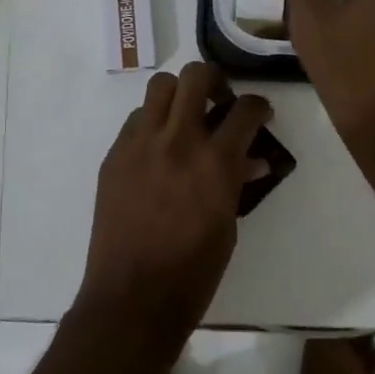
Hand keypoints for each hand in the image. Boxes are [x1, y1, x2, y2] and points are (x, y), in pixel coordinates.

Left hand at [75, 62, 271, 352]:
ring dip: (178, 96)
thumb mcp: (228, 226)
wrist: (132, 297)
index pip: (245, 109)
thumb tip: (251, 160)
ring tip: (184, 120)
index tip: (260, 114)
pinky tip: (157, 150)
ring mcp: (140, 144)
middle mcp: (177, 140)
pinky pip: (136, 120)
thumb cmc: (193, 272)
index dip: (259, 106)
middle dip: (214, 81)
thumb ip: (237, 183)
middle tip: (219, 102)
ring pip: (159, 87)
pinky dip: (152, 123)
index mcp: (215, 161)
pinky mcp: (114, 155)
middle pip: (195, 76)